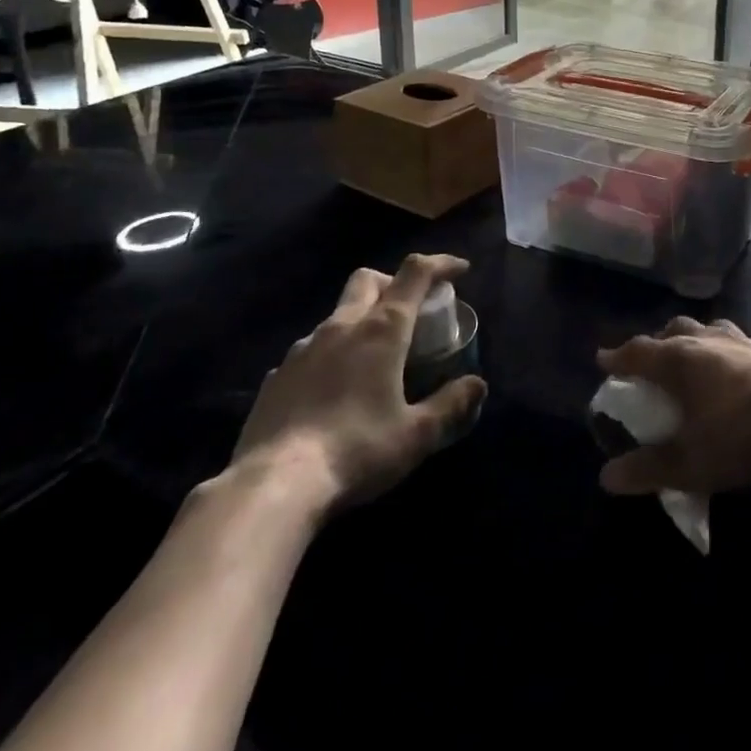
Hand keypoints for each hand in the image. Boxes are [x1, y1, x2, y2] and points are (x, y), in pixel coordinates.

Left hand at [228, 254, 486, 510]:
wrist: (274, 485)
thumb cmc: (356, 451)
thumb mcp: (416, 435)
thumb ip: (450, 405)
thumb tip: (476, 385)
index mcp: (382, 330)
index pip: (415, 274)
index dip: (440, 264)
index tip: (459, 270)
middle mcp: (341, 326)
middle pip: (368, 280)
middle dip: (393, 283)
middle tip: (411, 310)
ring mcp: (303, 348)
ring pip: (337, 314)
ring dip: (360, 321)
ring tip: (372, 358)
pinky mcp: (277, 375)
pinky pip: (310, 350)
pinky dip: (330, 355)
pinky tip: (333, 390)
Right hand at [595, 317, 750, 497]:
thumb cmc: (741, 435)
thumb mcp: (690, 462)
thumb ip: (648, 469)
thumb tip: (607, 477)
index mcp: (679, 360)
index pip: (640, 351)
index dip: (620, 357)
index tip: (605, 359)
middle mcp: (708, 342)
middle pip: (675, 330)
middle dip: (659, 341)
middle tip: (652, 357)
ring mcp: (743, 343)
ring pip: (710, 330)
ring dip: (696, 339)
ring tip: (695, 354)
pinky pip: (739, 342)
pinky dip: (728, 351)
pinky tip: (737, 369)